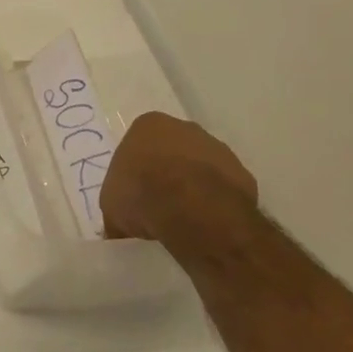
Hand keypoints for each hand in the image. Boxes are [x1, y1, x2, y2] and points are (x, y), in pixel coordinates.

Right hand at [101, 113, 262, 265]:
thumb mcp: (110, 206)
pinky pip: (222, 188)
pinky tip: (204, 223)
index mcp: (148, 125)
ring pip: (200, 168)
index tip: (134, 194)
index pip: (138, 145)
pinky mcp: (242, 173)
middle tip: (157, 204)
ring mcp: (217, 148)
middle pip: (172, 151)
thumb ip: (116, 208)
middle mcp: (185, 128)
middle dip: (166, 173)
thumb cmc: (141, 193)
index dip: (136, 171)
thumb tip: (117, 226)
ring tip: (182, 218)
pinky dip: (214, 203)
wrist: (192, 209)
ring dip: (192, 187)